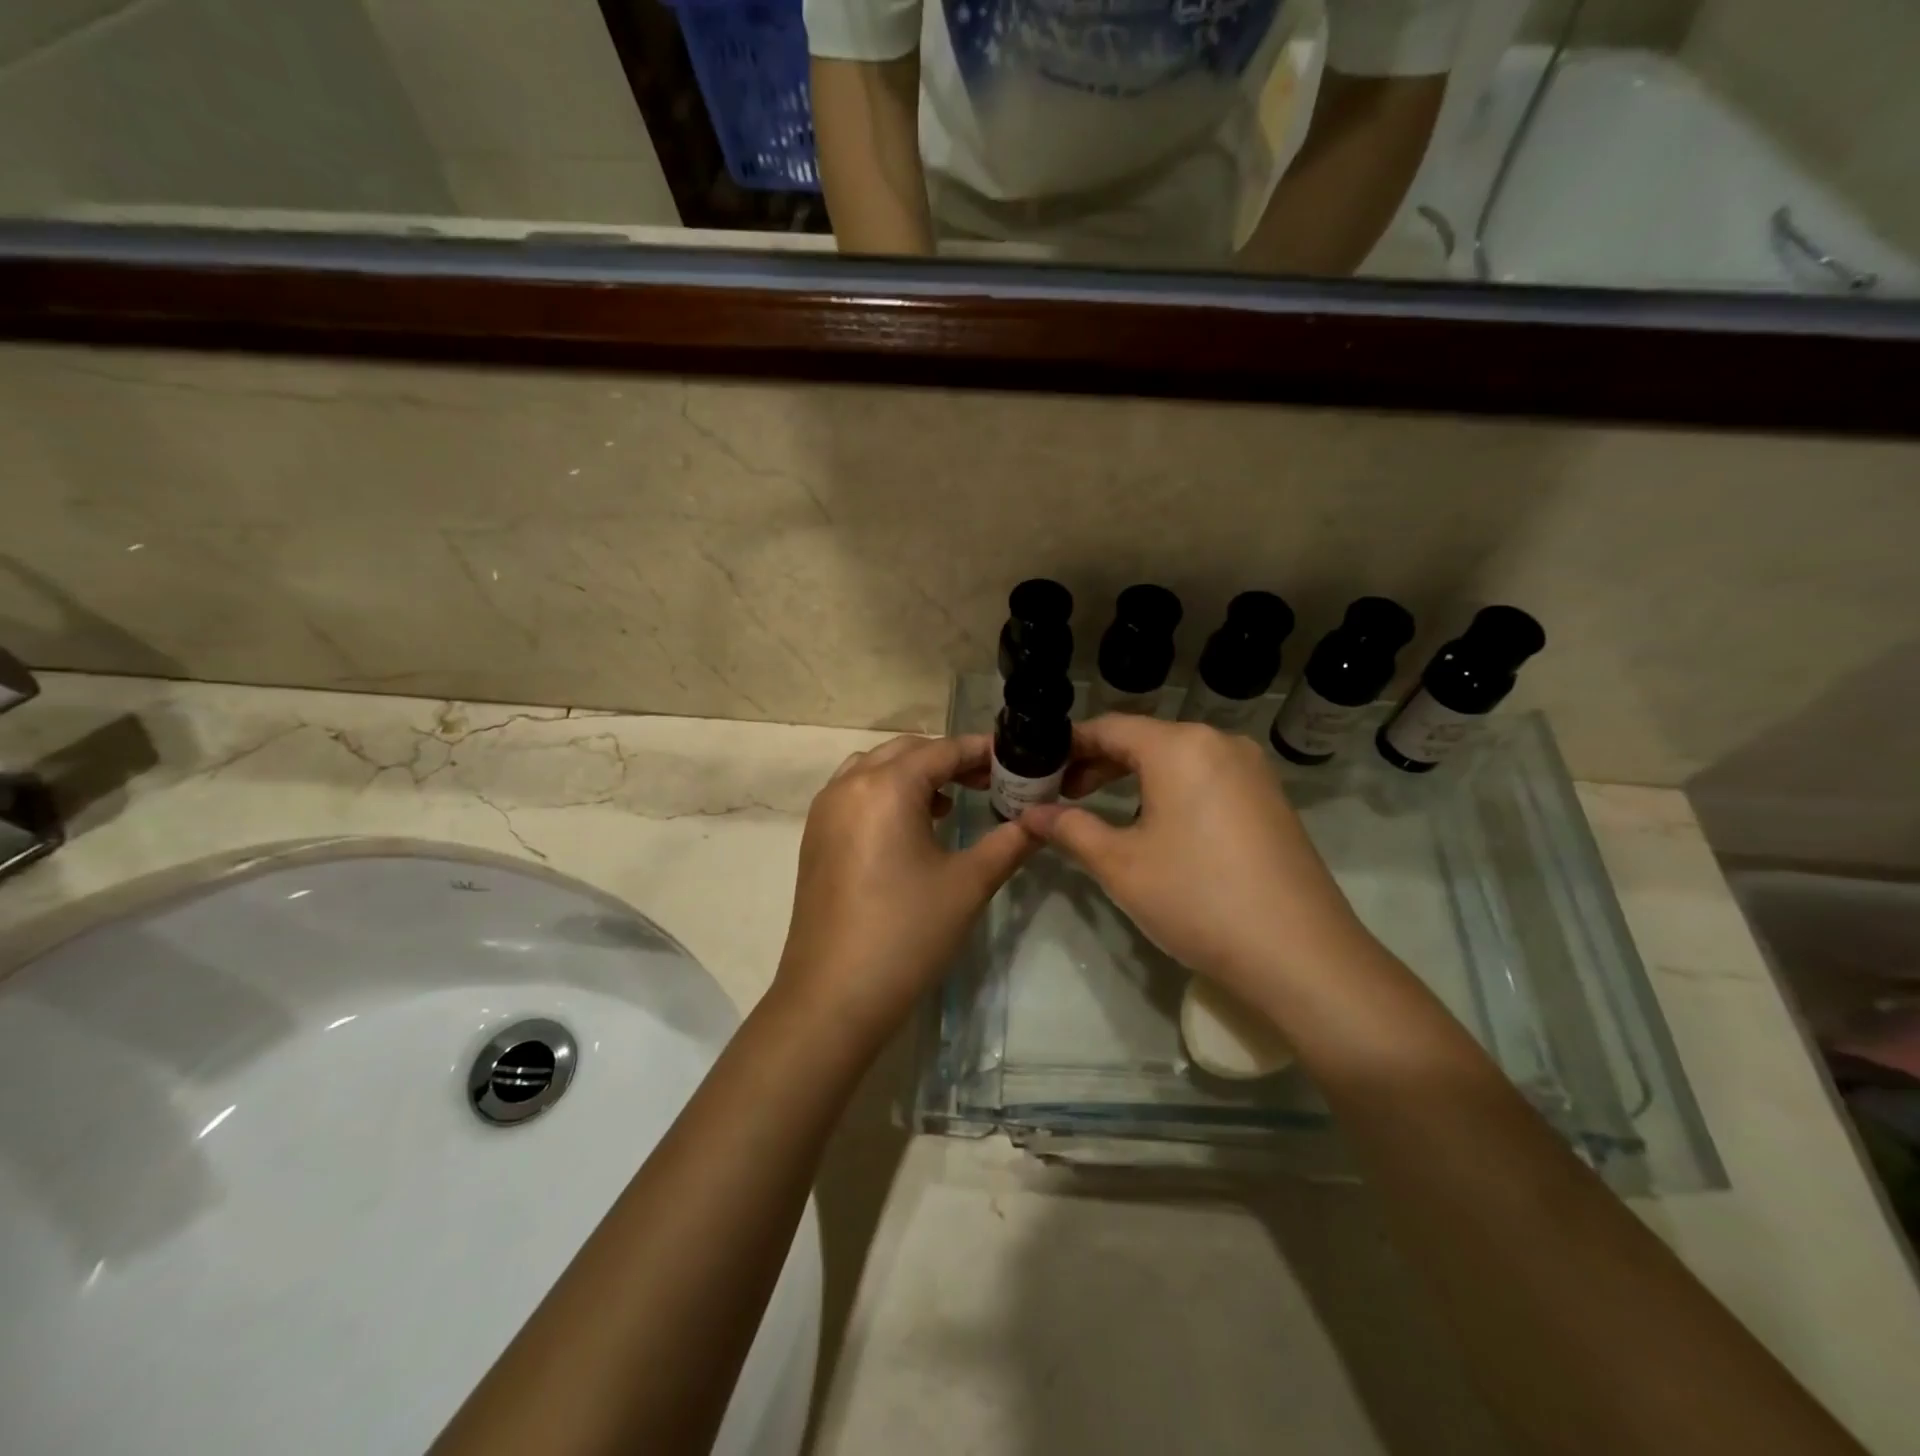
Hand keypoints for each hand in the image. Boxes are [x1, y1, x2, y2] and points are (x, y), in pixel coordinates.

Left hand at [775, 734, 1036, 1046]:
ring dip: (913, 774)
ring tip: (950, 801)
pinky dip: (886, 793)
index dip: (981, 751)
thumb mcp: (968, 884)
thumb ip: (1009, 842)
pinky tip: (912, 828)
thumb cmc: (907, 933)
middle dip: (948, 759)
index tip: (1016, 760)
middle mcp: (849, 785)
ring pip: (875, 768)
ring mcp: (825, 811)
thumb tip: (1042, 821)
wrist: (833, 996)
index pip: (942, 751)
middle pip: (906, 751)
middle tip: (989, 782)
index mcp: (886, 786)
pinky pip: (855, 793)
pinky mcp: (815, 837)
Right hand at [1024, 716, 1371, 1006]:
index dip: (1068, 746)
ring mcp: (1252, 771)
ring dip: (1133, 778)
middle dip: (1098, 763)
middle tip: (1061, 794)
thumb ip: (1070, 829)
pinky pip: (1206, 778)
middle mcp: (1220, 743)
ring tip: (1101, 810)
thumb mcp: (1120, 864)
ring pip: (1176, 759)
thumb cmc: (1197, 898)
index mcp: (1180, 746)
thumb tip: (1030, 814)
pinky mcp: (1269, 799)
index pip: (1109, 728)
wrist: (1300, 954)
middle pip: (1144, 739)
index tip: (1036, 769)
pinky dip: (1170, 790)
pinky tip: (1155, 825)